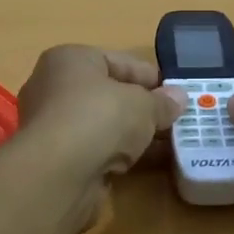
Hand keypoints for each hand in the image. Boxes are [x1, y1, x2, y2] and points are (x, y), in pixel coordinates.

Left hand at [17, 46, 185, 180]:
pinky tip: (145, 162)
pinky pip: (97, 149)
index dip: (151, 77)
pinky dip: (119, 154)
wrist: (59, 173)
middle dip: (143, 108)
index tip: (178, 93)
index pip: (119, 61)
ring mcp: (53, 125)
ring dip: (133, 134)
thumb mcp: (143, 104)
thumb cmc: (100, 117)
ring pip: (104, 124)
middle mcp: (55, 87)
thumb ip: (162, 102)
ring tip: (169, 143)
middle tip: (176, 119)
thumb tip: (179, 98)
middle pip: (109, 94)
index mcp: (70, 59)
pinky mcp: (57, 158)